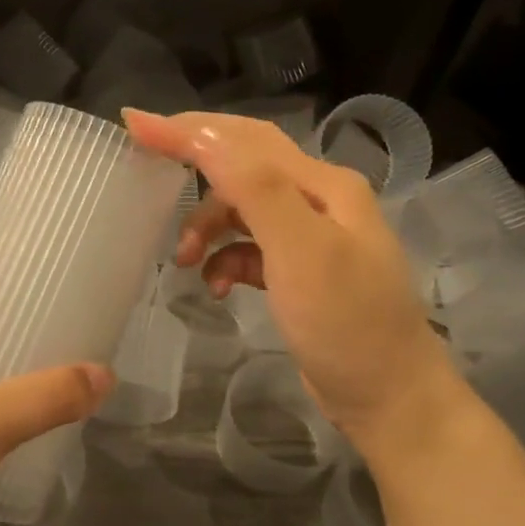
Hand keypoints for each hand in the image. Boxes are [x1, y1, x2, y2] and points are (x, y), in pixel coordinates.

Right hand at [124, 109, 463, 460]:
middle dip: (193, 166)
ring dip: (207, 226)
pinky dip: (227, 259)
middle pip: (243, 165)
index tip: (134, 124)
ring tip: (182, 260)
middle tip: (144, 165)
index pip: (244, 140)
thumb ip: (255, 188)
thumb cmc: (347, 323)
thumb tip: (203, 134)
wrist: (390, 400)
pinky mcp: (300, 272)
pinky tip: (219, 286)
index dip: (188, 130)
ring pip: (242, 210)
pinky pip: (251, 249)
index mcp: (322, 185)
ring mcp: (310, 237)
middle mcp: (318, 200)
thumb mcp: (302, 251)